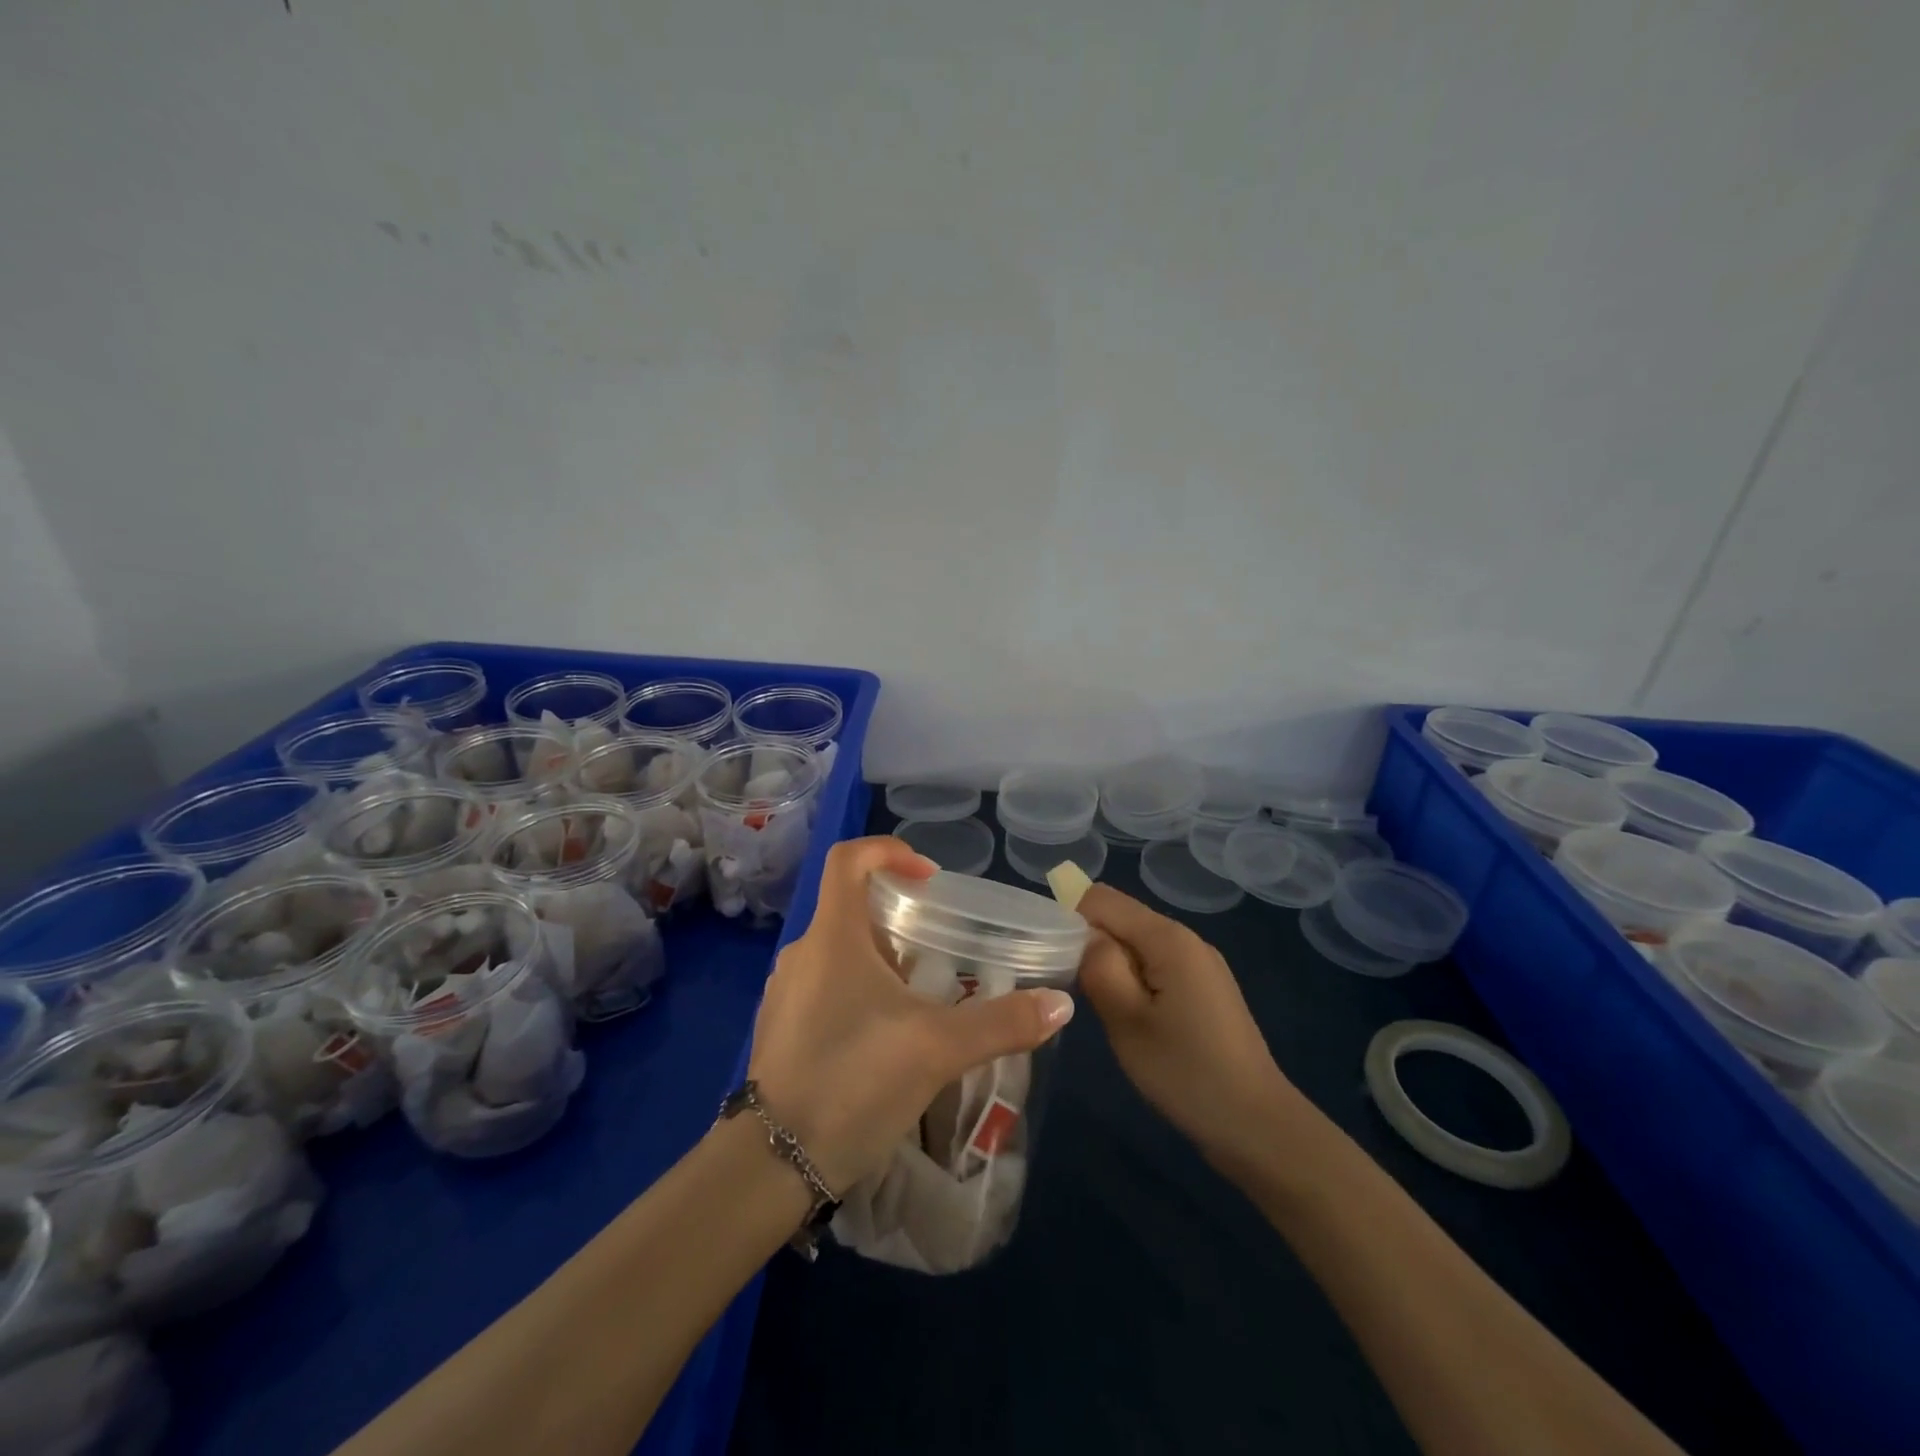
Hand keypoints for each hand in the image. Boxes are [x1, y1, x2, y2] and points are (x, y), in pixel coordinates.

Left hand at [745, 836, 1076, 1192]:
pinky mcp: (781, 1029)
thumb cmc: (853, 1081)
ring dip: (880, 959)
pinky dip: (859, 991)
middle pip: (849, 907)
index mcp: (832, 936)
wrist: (772, 1163)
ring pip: (839, 952)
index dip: (889, 851)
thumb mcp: (938, 1048)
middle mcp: (802, 953)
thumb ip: (1002, 1023)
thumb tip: (1060, 1004)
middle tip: (939, 948)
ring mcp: (786, 992)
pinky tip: (887, 1037)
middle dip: (897, 918)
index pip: (848, 859)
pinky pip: (825, 988)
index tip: (929, 878)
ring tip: (921, 997)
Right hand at [1076, 884, 1299, 1162]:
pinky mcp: (1205, 988)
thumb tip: (1083, 935)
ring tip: (1106, 1010)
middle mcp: (1186, 938)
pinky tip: (1135, 1019)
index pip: (1101, 898)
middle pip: (1121, 918)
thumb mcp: (1127, 1020)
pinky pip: (1156, 965)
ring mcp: (1200, 963)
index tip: (1057, 961)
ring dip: (1112, 966)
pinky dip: (1135, 980)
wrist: (1257, 1126)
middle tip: (1079, 992)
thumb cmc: (1185, 1072)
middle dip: (1091, 944)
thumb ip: (1098, 966)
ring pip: (1137, 943)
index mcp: (1168, 937)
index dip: (1070, 919)